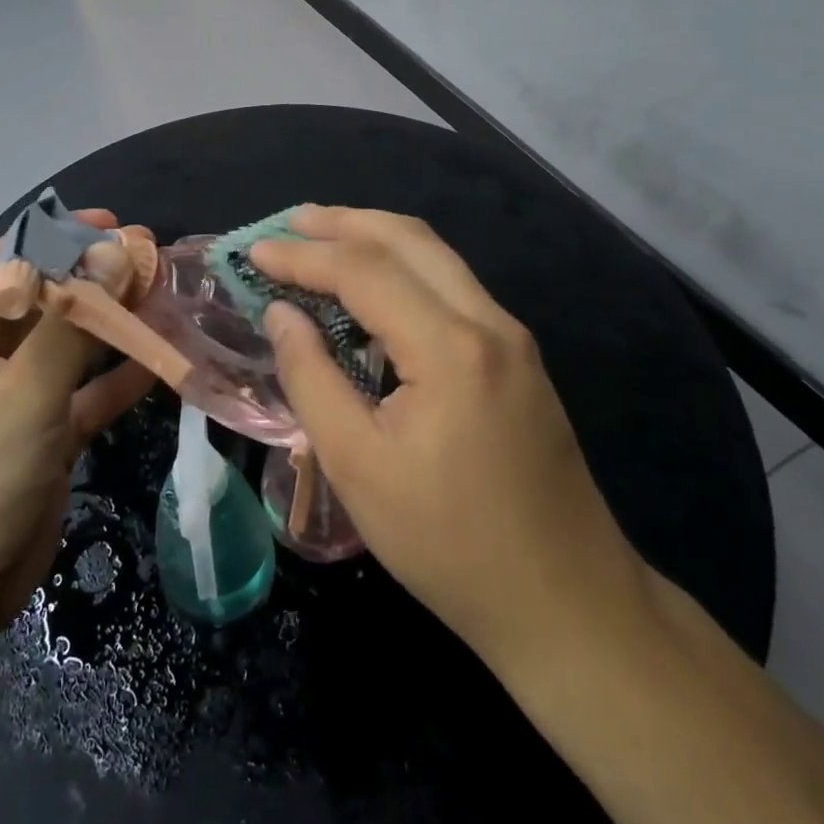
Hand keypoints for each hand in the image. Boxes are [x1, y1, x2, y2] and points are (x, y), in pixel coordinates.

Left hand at [0, 210, 153, 654]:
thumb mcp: (20, 395)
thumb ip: (70, 323)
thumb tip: (113, 252)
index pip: (8, 261)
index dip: (60, 236)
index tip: (118, 227)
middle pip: (43, 300)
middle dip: (96, 280)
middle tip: (154, 259)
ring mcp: (9, 399)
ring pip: (67, 346)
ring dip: (112, 325)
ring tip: (164, 297)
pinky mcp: (39, 437)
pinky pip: (82, 394)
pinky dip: (116, 378)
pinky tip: (160, 359)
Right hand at [252, 207, 652, 671]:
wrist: (568, 602)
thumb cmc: (450, 544)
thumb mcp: (358, 468)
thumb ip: (312, 379)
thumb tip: (282, 314)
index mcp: (450, 347)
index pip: (364, 270)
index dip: (303, 256)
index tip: (255, 251)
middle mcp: (488, 322)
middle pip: (408, 239)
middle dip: (344, 222)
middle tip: (290, 221)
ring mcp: (511, 336)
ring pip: (436, 255)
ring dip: (376, 236)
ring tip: (323, 236)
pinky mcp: (519, 356)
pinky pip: (452, 284)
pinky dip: (404, 266)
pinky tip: (373, 285)